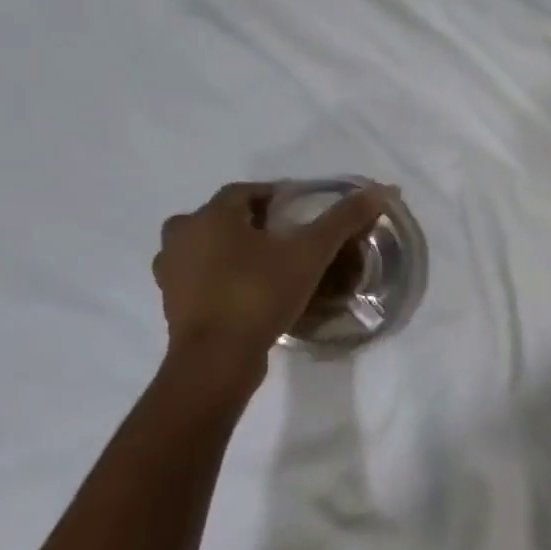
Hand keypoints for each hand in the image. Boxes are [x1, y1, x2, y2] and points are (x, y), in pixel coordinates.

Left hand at [153, 181, 389, 361]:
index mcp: (211, 216)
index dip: (275, 195)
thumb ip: (342, 220)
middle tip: (285, 236)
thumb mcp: (311, 254)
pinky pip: (199, 276)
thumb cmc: (259, 294)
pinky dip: (219, 276)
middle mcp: (182, 236)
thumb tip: (380, 190)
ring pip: (205, 247)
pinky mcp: (171, 303)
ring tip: (267, 263)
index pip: (245, 191)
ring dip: (231, 248)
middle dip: (251, 222)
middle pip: (221, 217)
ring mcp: (171, 271)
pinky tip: (247, 290)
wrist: (216, 359)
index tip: (301, 209)